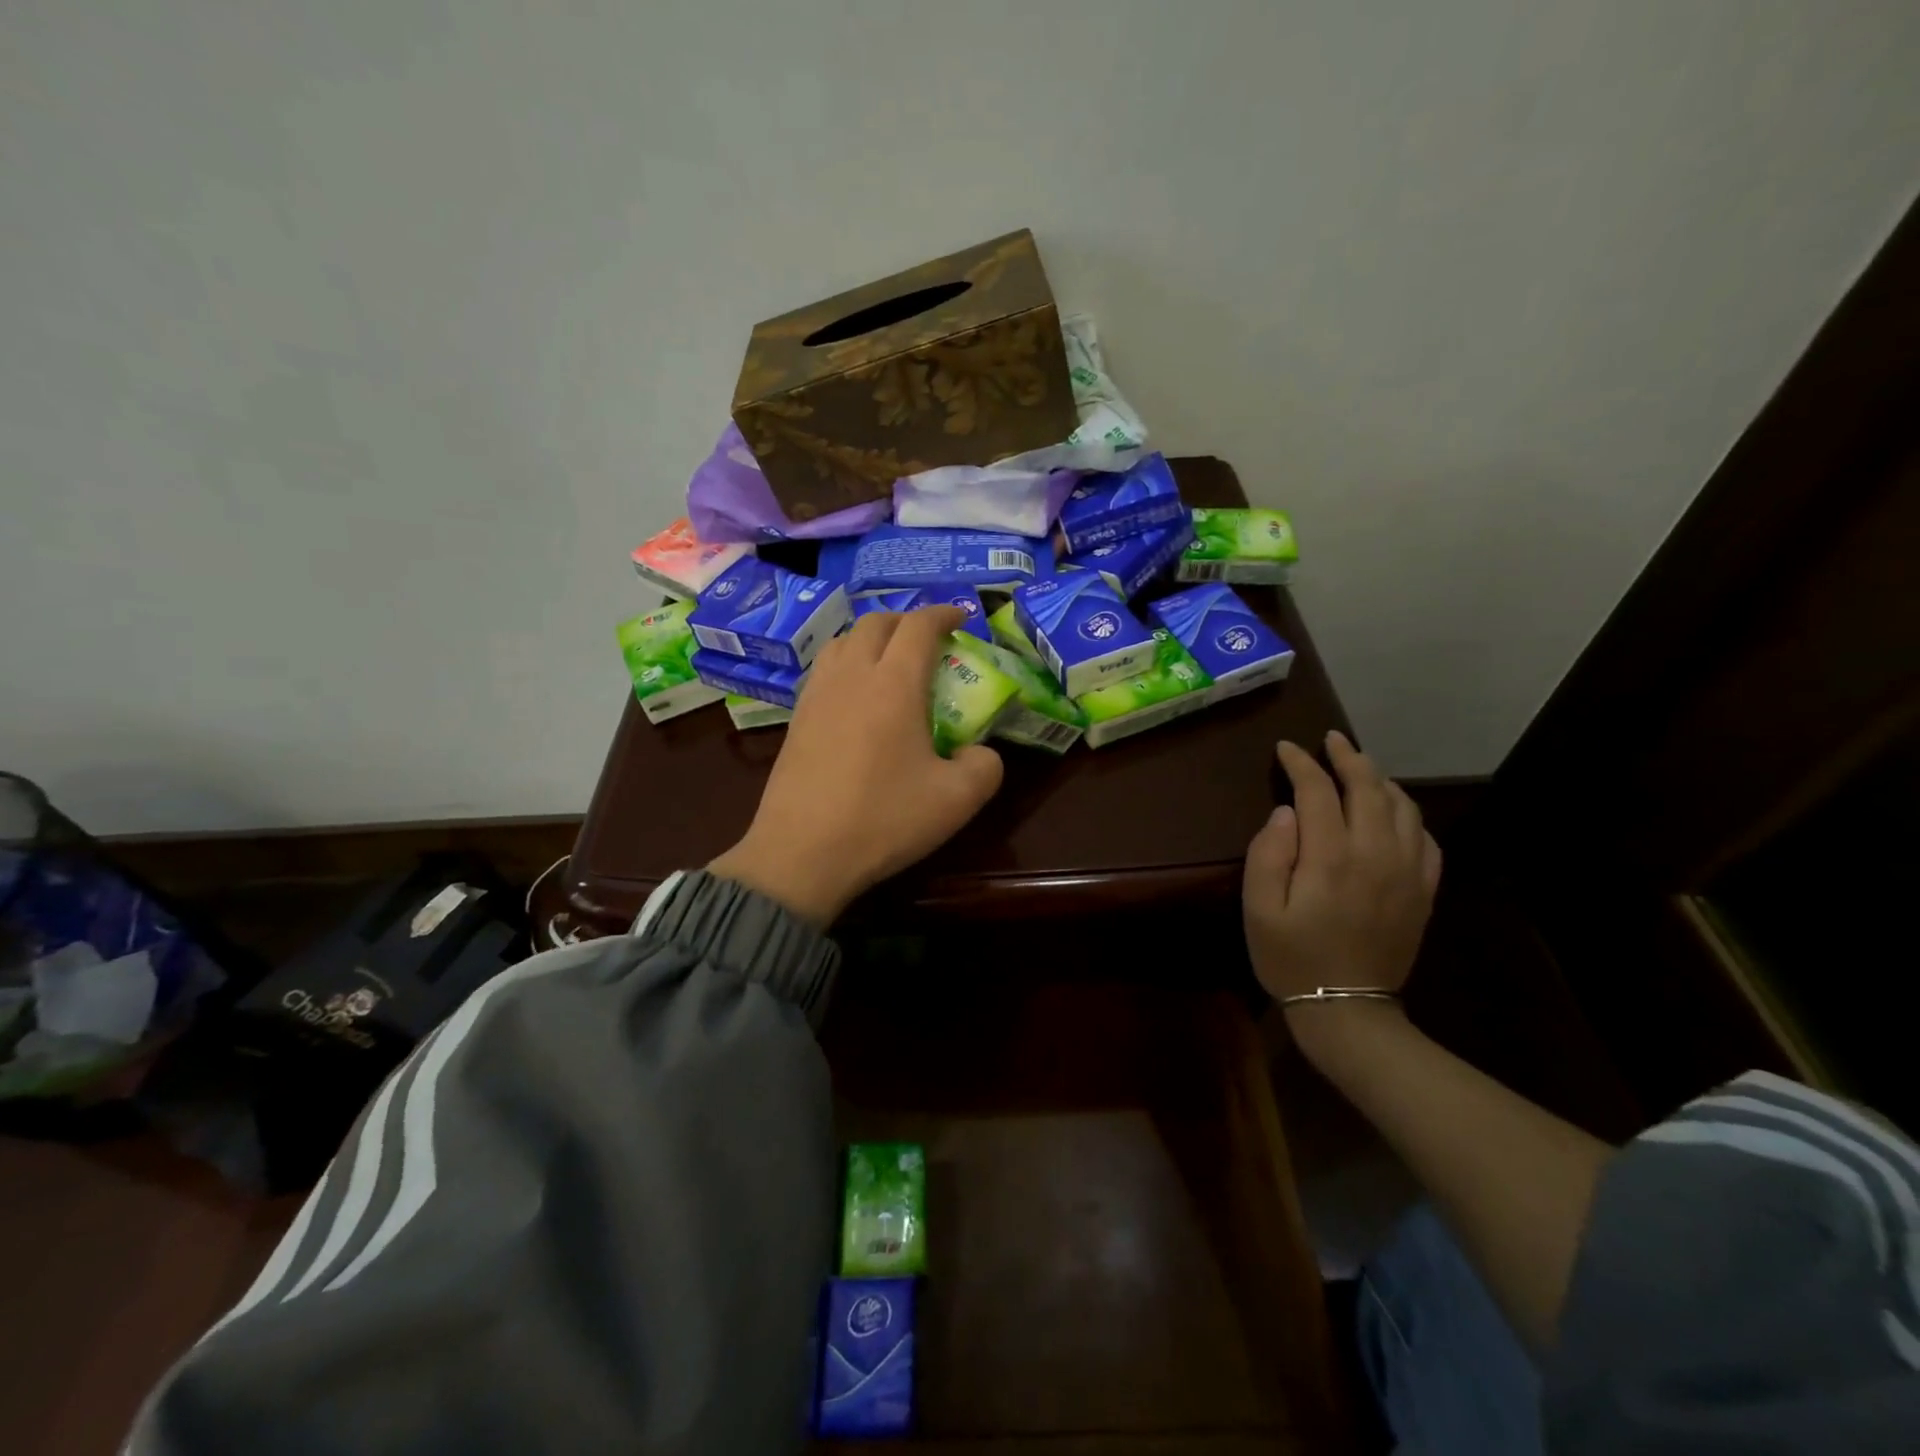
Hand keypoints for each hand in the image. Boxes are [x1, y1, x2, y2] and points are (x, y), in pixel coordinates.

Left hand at [709, 606, 1004, 926]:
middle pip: (876, 623)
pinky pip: (824, 669)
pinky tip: (855, 694)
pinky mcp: (796, 718)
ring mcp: (817, 695)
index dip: (944, 613)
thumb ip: (985, 766)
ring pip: (843, 641)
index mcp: (894, 683)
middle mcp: (852, 675)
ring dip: (872, 638)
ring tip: (890, 661)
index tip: (962, 617)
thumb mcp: (957, 800)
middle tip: (930, 641)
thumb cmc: (883, 820)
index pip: (919, 625)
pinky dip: (846, 662)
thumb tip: (979, 751)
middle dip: (907, 621)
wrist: (801, 853)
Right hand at [1243, 730, 1441, 1016]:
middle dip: (1347, 757)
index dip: (1301, 764)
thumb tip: (1285, 812)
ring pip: (1401, 806)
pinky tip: (1392, 811)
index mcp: (1331, 856)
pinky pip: (1425, 837)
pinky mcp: (1423, 890)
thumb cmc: (1291, 957)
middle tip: (1329, 740)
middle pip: (1368, 787)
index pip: (1318, 791)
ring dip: (1379, 779)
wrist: (1348, 1009)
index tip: (1286, 748)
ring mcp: (1407, 871)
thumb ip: (1268, 853)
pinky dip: (1407, 813)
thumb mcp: (1258, 908)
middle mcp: (1375, 854)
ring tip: (1359, 767)